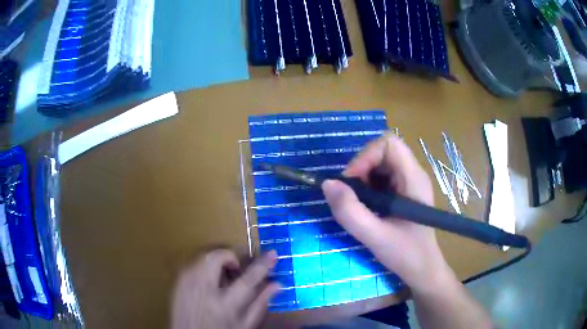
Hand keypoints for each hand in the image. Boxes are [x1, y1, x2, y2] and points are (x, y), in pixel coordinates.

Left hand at [171, 250, 279, 328]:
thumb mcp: (244, 325)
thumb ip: (260, 304)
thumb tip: (277, 284)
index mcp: (224, 305)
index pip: (248, 279)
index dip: (262, 264)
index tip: (273, 253)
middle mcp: (202, 290)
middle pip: (217, 257)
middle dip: (230, 256)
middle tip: (236, 268)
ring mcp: (186, 283)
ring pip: (203, 256)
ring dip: (217, 261)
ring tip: (223, 277)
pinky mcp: (177, 282)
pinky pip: (193, 263)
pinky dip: (205, 266)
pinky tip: (209, 281)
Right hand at [322, 135, 452, 291]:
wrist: (423, 269)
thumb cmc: (405, 254)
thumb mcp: (375, 237)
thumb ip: (350, 212)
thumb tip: (327, 184)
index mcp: (413, 178)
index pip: (388, 143)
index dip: (365, 157)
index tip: (351, 183)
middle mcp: (413, 173)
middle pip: (382, 151)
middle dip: (361, 168)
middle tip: (352, 196)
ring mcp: (409, 182)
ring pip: (380, 163)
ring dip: (363, 178)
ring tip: (359, 204)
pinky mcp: (403, 191)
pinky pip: (381, 177)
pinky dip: (367, 187)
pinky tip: (367, 208)